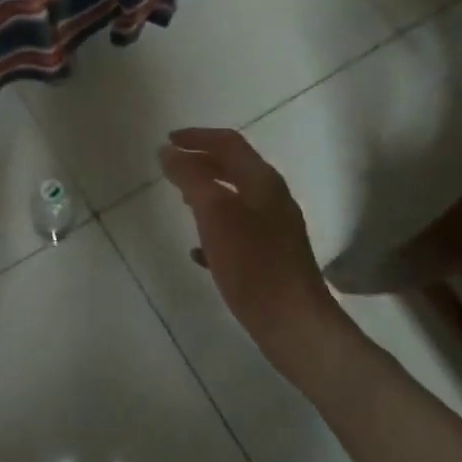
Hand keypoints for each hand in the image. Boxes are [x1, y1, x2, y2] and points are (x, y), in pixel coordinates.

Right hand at [159, 128, 350, 382]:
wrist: (294, 324)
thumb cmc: (252, 263)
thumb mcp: (214, 214)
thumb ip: (190, 178)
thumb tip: (168, 151)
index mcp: (263, 182)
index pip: (228, 143)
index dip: (197, 137)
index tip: (167, 141)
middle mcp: (273, 199)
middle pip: (234, 168)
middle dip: (201, 163)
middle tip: (171, 169)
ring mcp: (275, 229)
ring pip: (235, 199)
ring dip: (207, 194)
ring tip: (181, 201)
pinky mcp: (271, 258)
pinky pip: (238, 231)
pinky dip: (215, 228)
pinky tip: (198, 251)